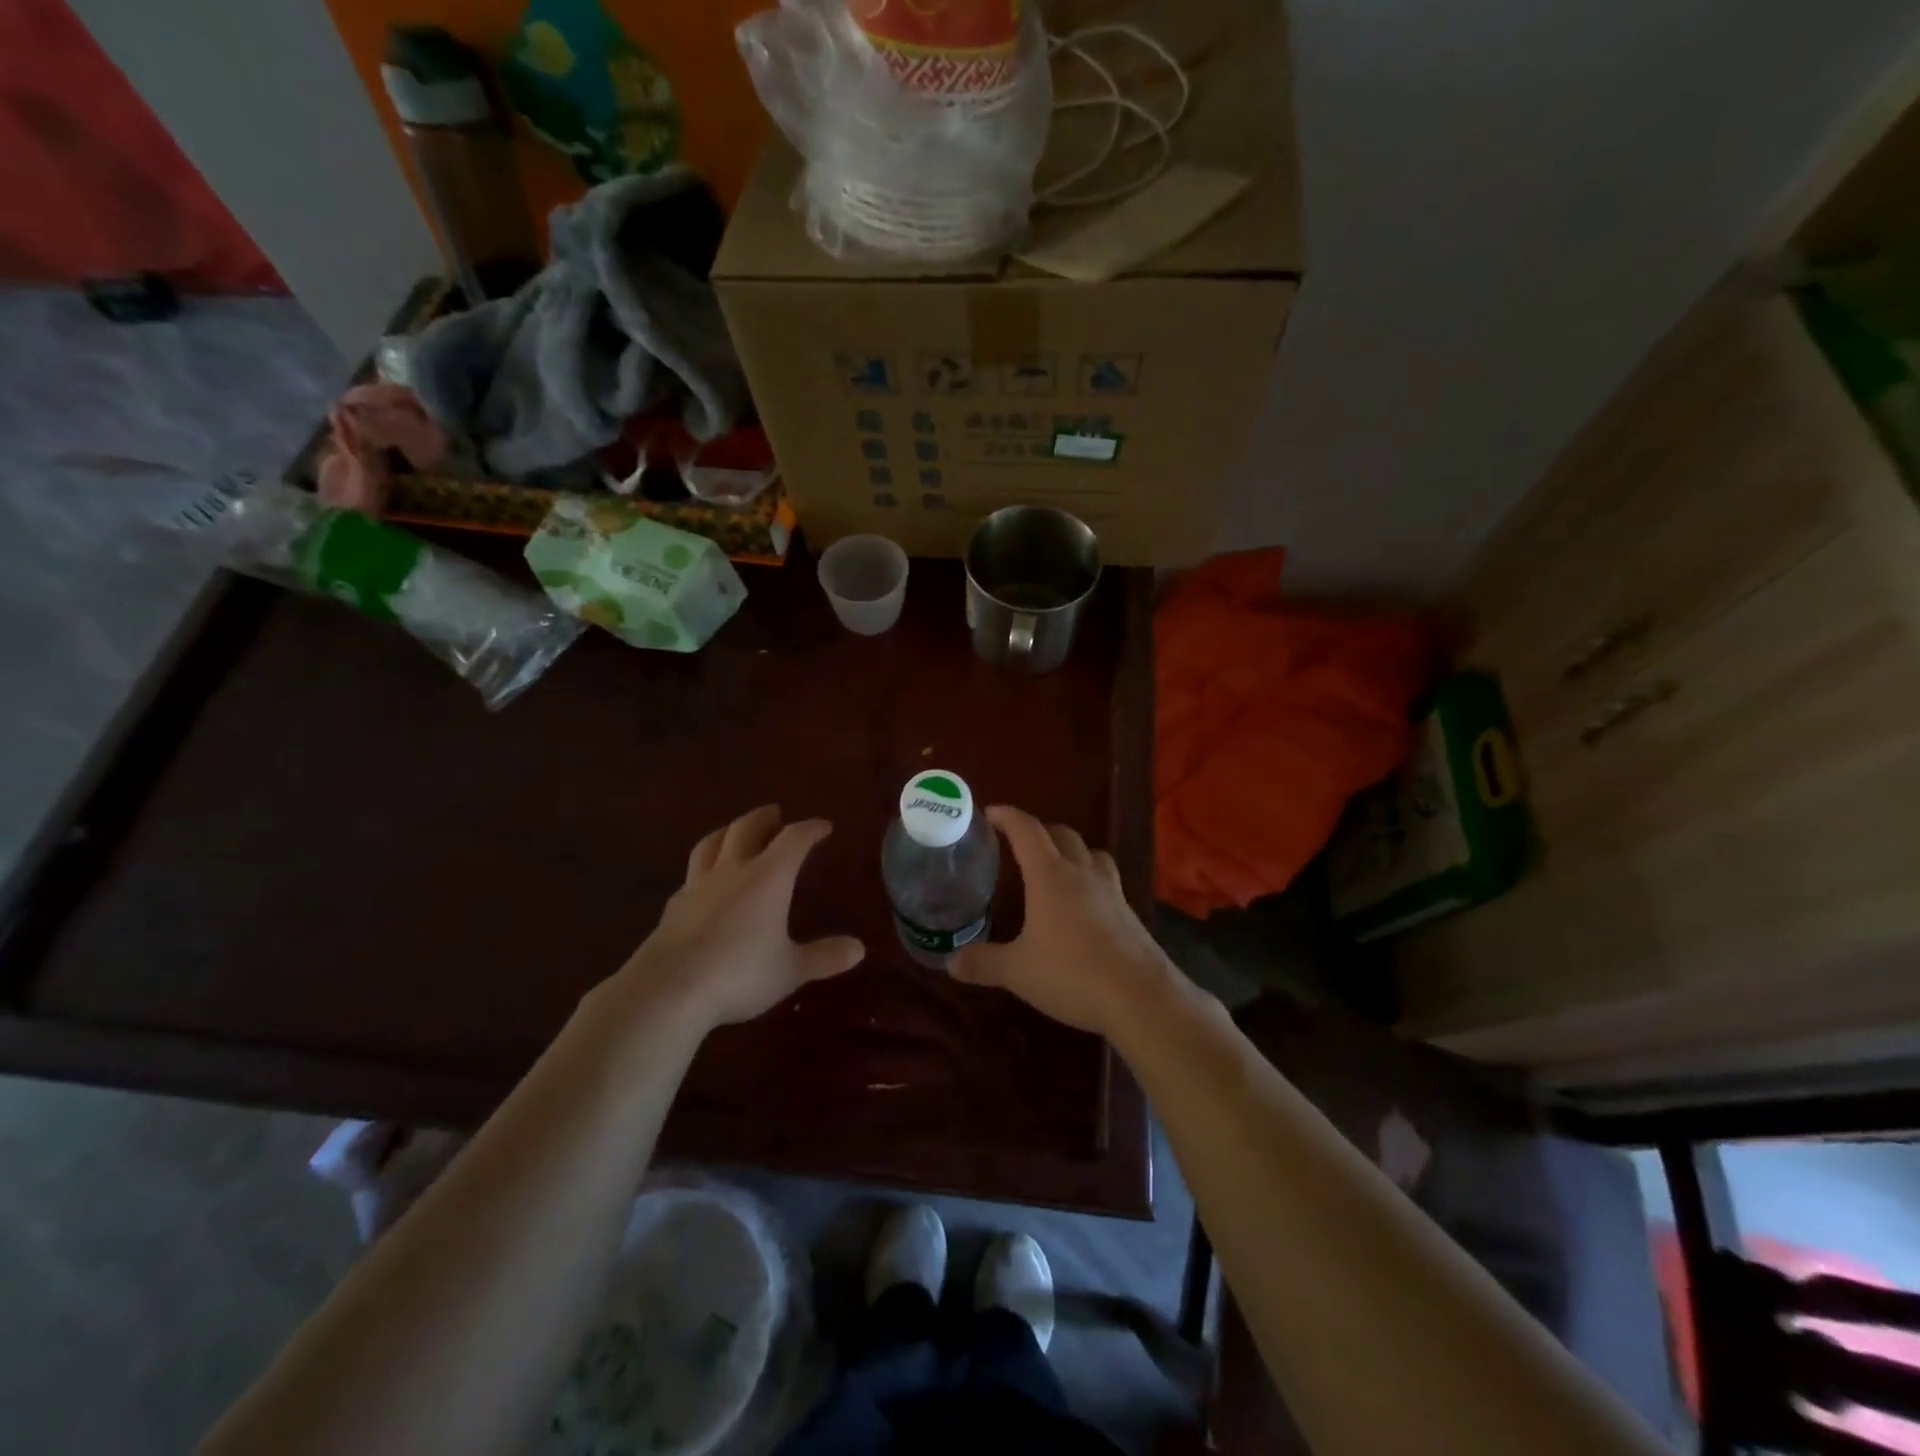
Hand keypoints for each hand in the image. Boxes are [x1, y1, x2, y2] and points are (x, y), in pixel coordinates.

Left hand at [619, 806, 864, 1030]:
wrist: (668, 990)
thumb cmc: (739, 974)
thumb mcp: (790, 970)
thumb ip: (824, 957)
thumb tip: (859, 948)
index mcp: (767, 878)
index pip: (793, 839)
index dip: (810, 829)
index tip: (823, 826)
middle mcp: (732, 872)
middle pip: (747, 829)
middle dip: (764, 818)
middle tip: (776, 814)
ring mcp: (698, 886)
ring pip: (711, 844)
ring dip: (728, 831)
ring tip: (735, 831)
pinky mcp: (674, 907)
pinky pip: (692, 875)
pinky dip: (705, 868)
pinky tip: (705, 882)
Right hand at [950, 805, 1178, 1037]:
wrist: (1141, 996)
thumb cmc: (1073, 974)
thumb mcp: (1018, 971)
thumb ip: (983, 962)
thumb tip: (950, 962)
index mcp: (1050, 875)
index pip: (1026, 830)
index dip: (1007, 816)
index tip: (989, 813)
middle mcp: (1082, 872)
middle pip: (1061, 834)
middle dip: (1038, 831)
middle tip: (1017, 843)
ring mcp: (1110, 889)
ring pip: (1090, 852)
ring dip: (1070, 849)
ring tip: (1055, 866)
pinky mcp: (1128, 910)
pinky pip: (1106, 878)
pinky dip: (1089, 877)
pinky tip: (1083, 903)